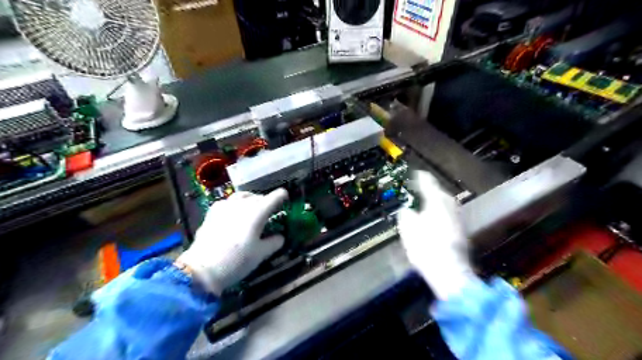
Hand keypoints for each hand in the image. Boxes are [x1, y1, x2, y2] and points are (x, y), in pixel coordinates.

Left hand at [174, 189, 285, 294]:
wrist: (203, 269)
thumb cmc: (236, 261)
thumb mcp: (260, 254)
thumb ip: (274, 243)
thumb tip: (280, 237)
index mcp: (257, 213)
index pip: (272, 198)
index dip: (281, 195)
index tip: (285, 196)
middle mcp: (242, 205)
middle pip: (257, 197)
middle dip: (266, 201)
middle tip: (270, 210)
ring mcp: (225, 206)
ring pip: (242, 196)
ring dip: (251, 199)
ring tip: (253, 207)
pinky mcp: (213, 212)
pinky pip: (228, 202)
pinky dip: (235, 204)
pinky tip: (234, 212)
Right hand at [400, 171, 473, 300]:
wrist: (449, 271)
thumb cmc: (426, 247)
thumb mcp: (408, 229)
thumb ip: (406, 215)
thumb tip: (408, 210)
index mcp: (437, 202)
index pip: (429, 184)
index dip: (421, 178)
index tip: (417, 173)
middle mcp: (450, 207)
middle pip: (440, 193)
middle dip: (431, 190)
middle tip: (420, 188)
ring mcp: (458, 219)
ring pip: (446, 204)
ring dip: (436, 201)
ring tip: (426, 202)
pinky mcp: (461, 231)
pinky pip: (448, 214)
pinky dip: (440, 212)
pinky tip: (434, 218)